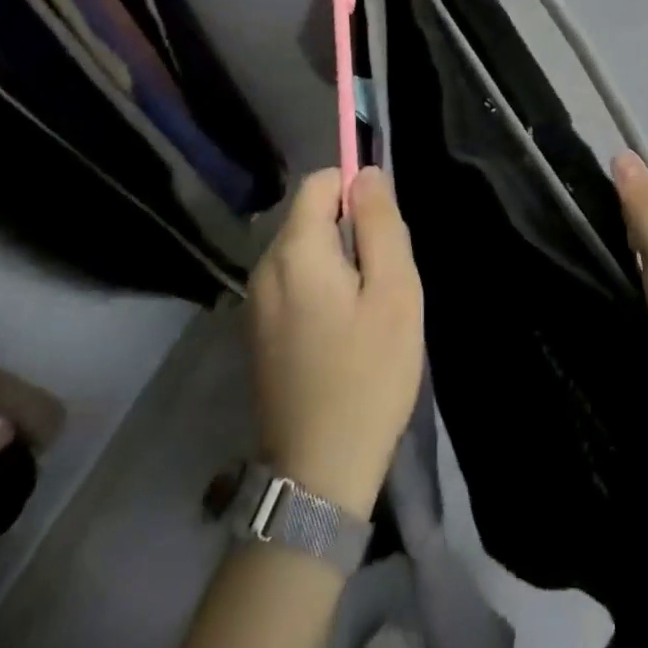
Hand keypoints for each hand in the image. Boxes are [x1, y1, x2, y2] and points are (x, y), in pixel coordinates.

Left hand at [248, 167, 423, 518]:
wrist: (319, 474)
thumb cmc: (368, 374)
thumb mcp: (394, 291)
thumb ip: (380, 223)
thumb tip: (365, 173)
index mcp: (294, 251)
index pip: (319, 182)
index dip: (355, 191)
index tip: (383, 233)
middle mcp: (263, 268)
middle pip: (309, 217)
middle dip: (349, 230)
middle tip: (382, 280)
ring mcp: (254, 303)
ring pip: (301, 251)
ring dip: (336, 262)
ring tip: (366, 311)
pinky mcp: (255, 333)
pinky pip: (291, 284)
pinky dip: (318, 289)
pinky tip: (341, 335)